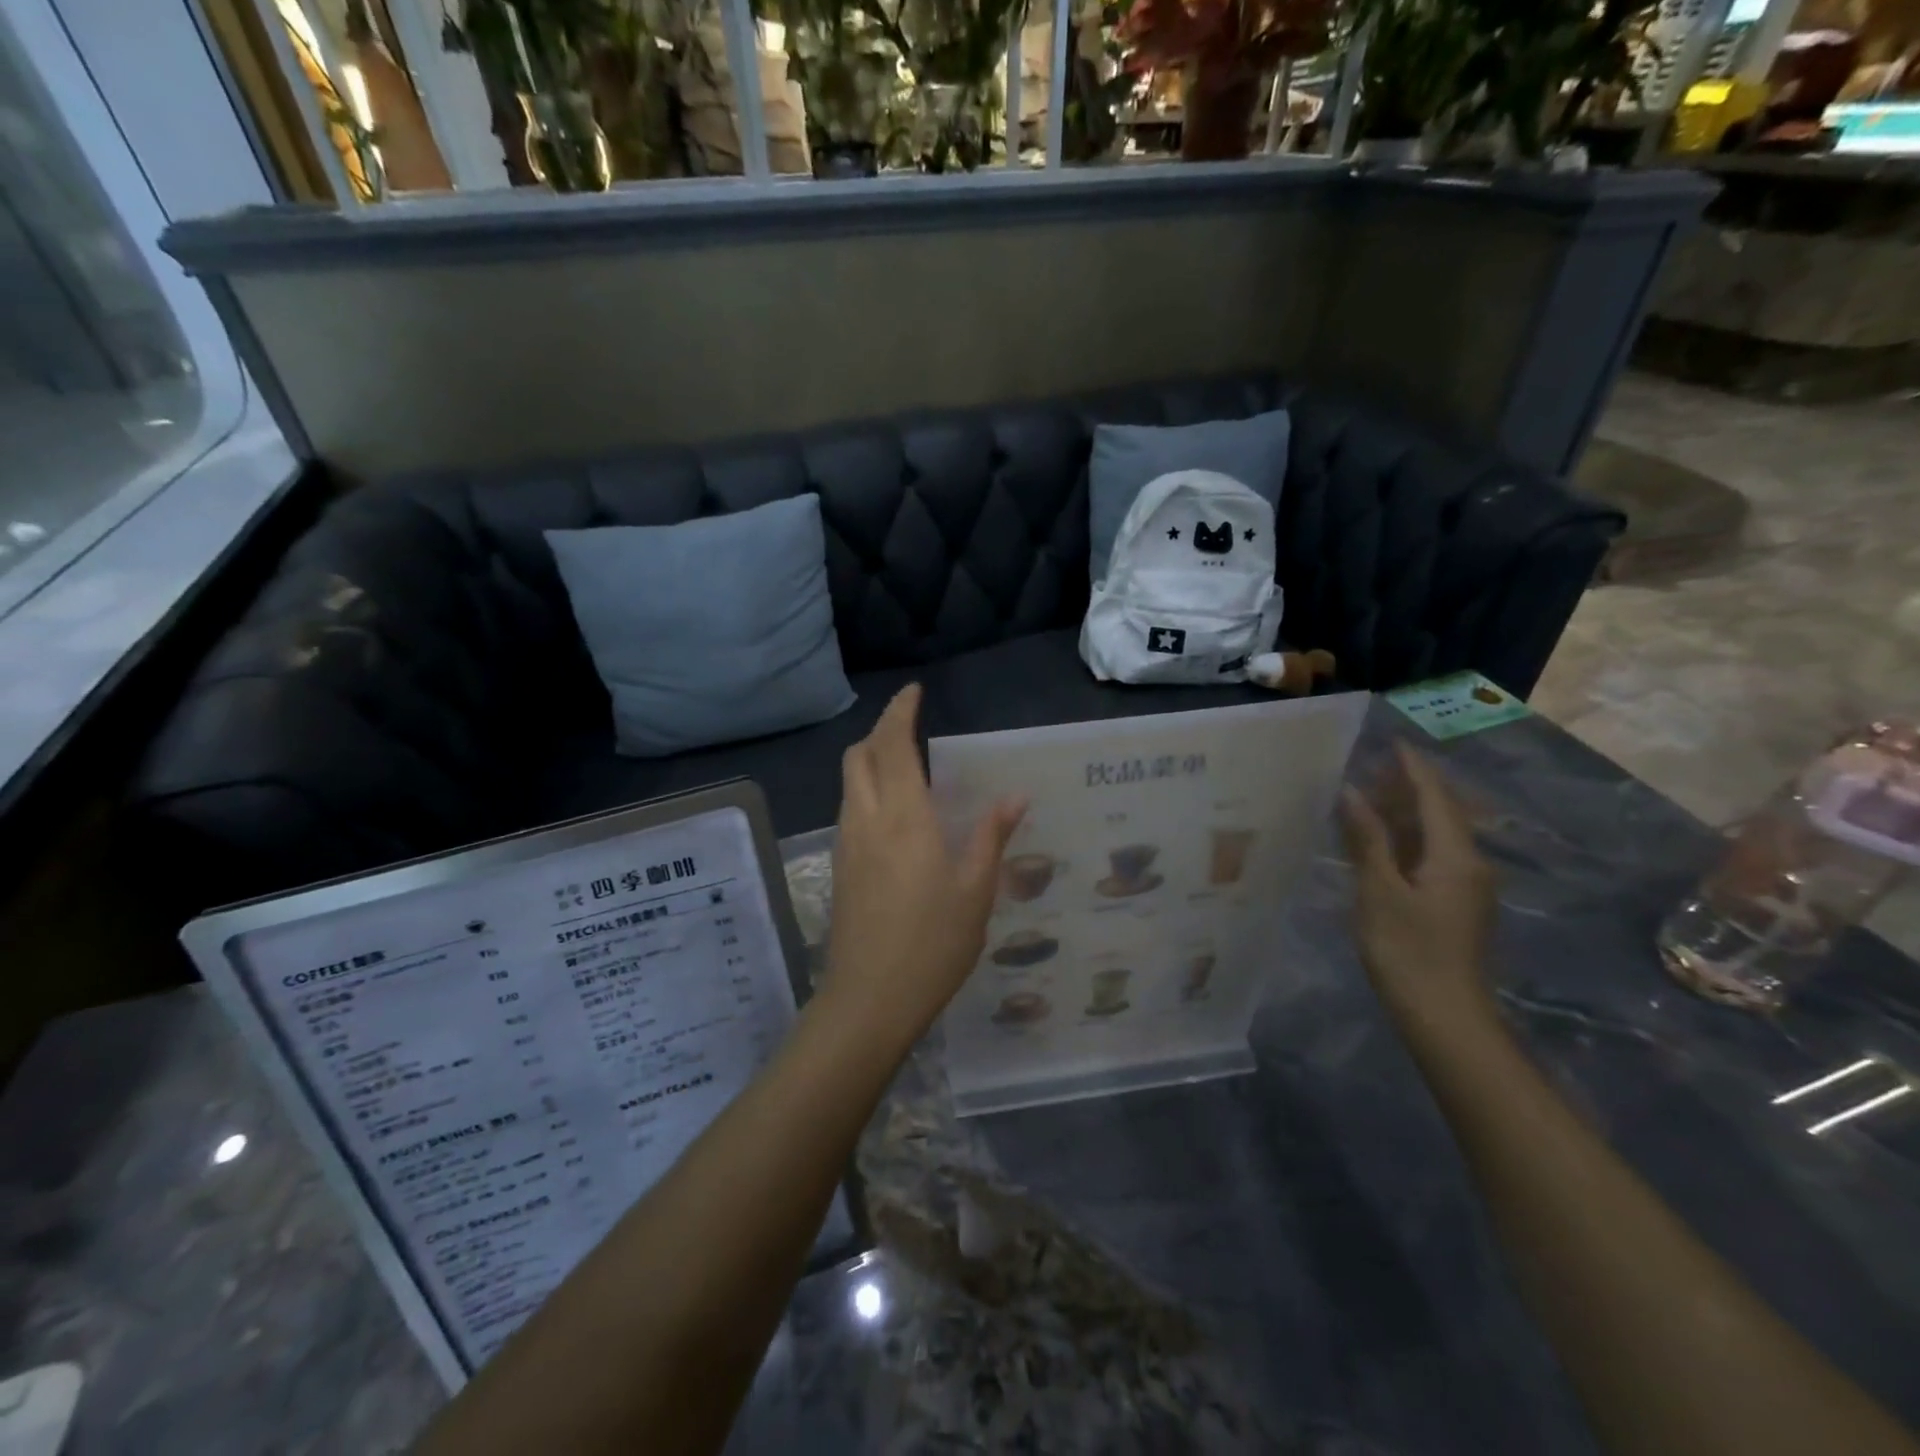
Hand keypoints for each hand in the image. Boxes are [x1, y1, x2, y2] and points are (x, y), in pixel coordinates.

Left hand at [823, 686, 1025, 1044]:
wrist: (869, 1000)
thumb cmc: (933, 944)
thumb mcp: (976, 891)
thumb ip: (991, 836)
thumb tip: (1014, 796)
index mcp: (904, 818)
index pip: (892, 745)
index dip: (900, 713)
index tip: (913, 693)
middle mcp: (867, 820)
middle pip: (858, 756)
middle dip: (880, 732)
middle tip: (910, 730)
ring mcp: (846, 844)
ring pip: (849, 782)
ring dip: (870, 761)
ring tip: (904, 768)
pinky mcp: (838, 867)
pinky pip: (849, 809)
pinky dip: (865, 791)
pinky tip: (893, 816)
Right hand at [1339, 741, 1498, 1035]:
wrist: (1445, 1018)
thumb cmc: (1408, 951)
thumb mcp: (1379, 891)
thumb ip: (1367, 839)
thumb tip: (1352, 793)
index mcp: (1455, 855)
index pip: (1434, 796)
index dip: (1412, 768)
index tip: (1390, 741)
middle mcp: (1468, 864)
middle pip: (1439, 812)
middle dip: (1406, 787)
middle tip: (1369, 765)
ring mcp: (1464, 886)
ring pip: (1434, 835)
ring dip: (1403, 813)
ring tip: (1367, 795)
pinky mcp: (1454, 905)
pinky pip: (1430, 856)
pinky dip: (1404, 840)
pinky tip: (1378, 841)